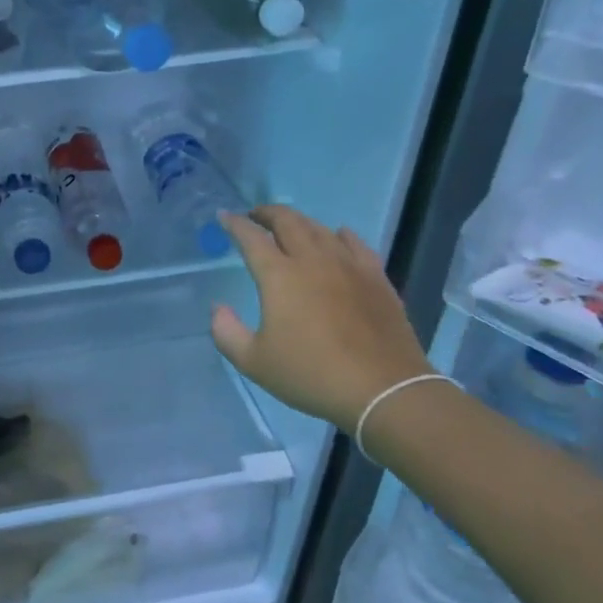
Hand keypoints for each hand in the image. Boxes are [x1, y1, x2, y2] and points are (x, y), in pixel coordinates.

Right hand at [210, 206, 432, 429]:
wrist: (383, 389)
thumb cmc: (311, 374)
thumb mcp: (254, 362)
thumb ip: (227, 333)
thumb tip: (218, 309)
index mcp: (279, 276)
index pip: (252, 238)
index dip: (235, 224)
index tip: (224, 216)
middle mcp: (313, 260)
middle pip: (288, 222)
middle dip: (267, 213)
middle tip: (255, 217)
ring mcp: (348, 265)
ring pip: (320, 229)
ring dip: (299, 222)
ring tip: (290, 228)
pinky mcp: (376, 278)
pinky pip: (356, 244)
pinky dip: (340, 235)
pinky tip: (338, 236)